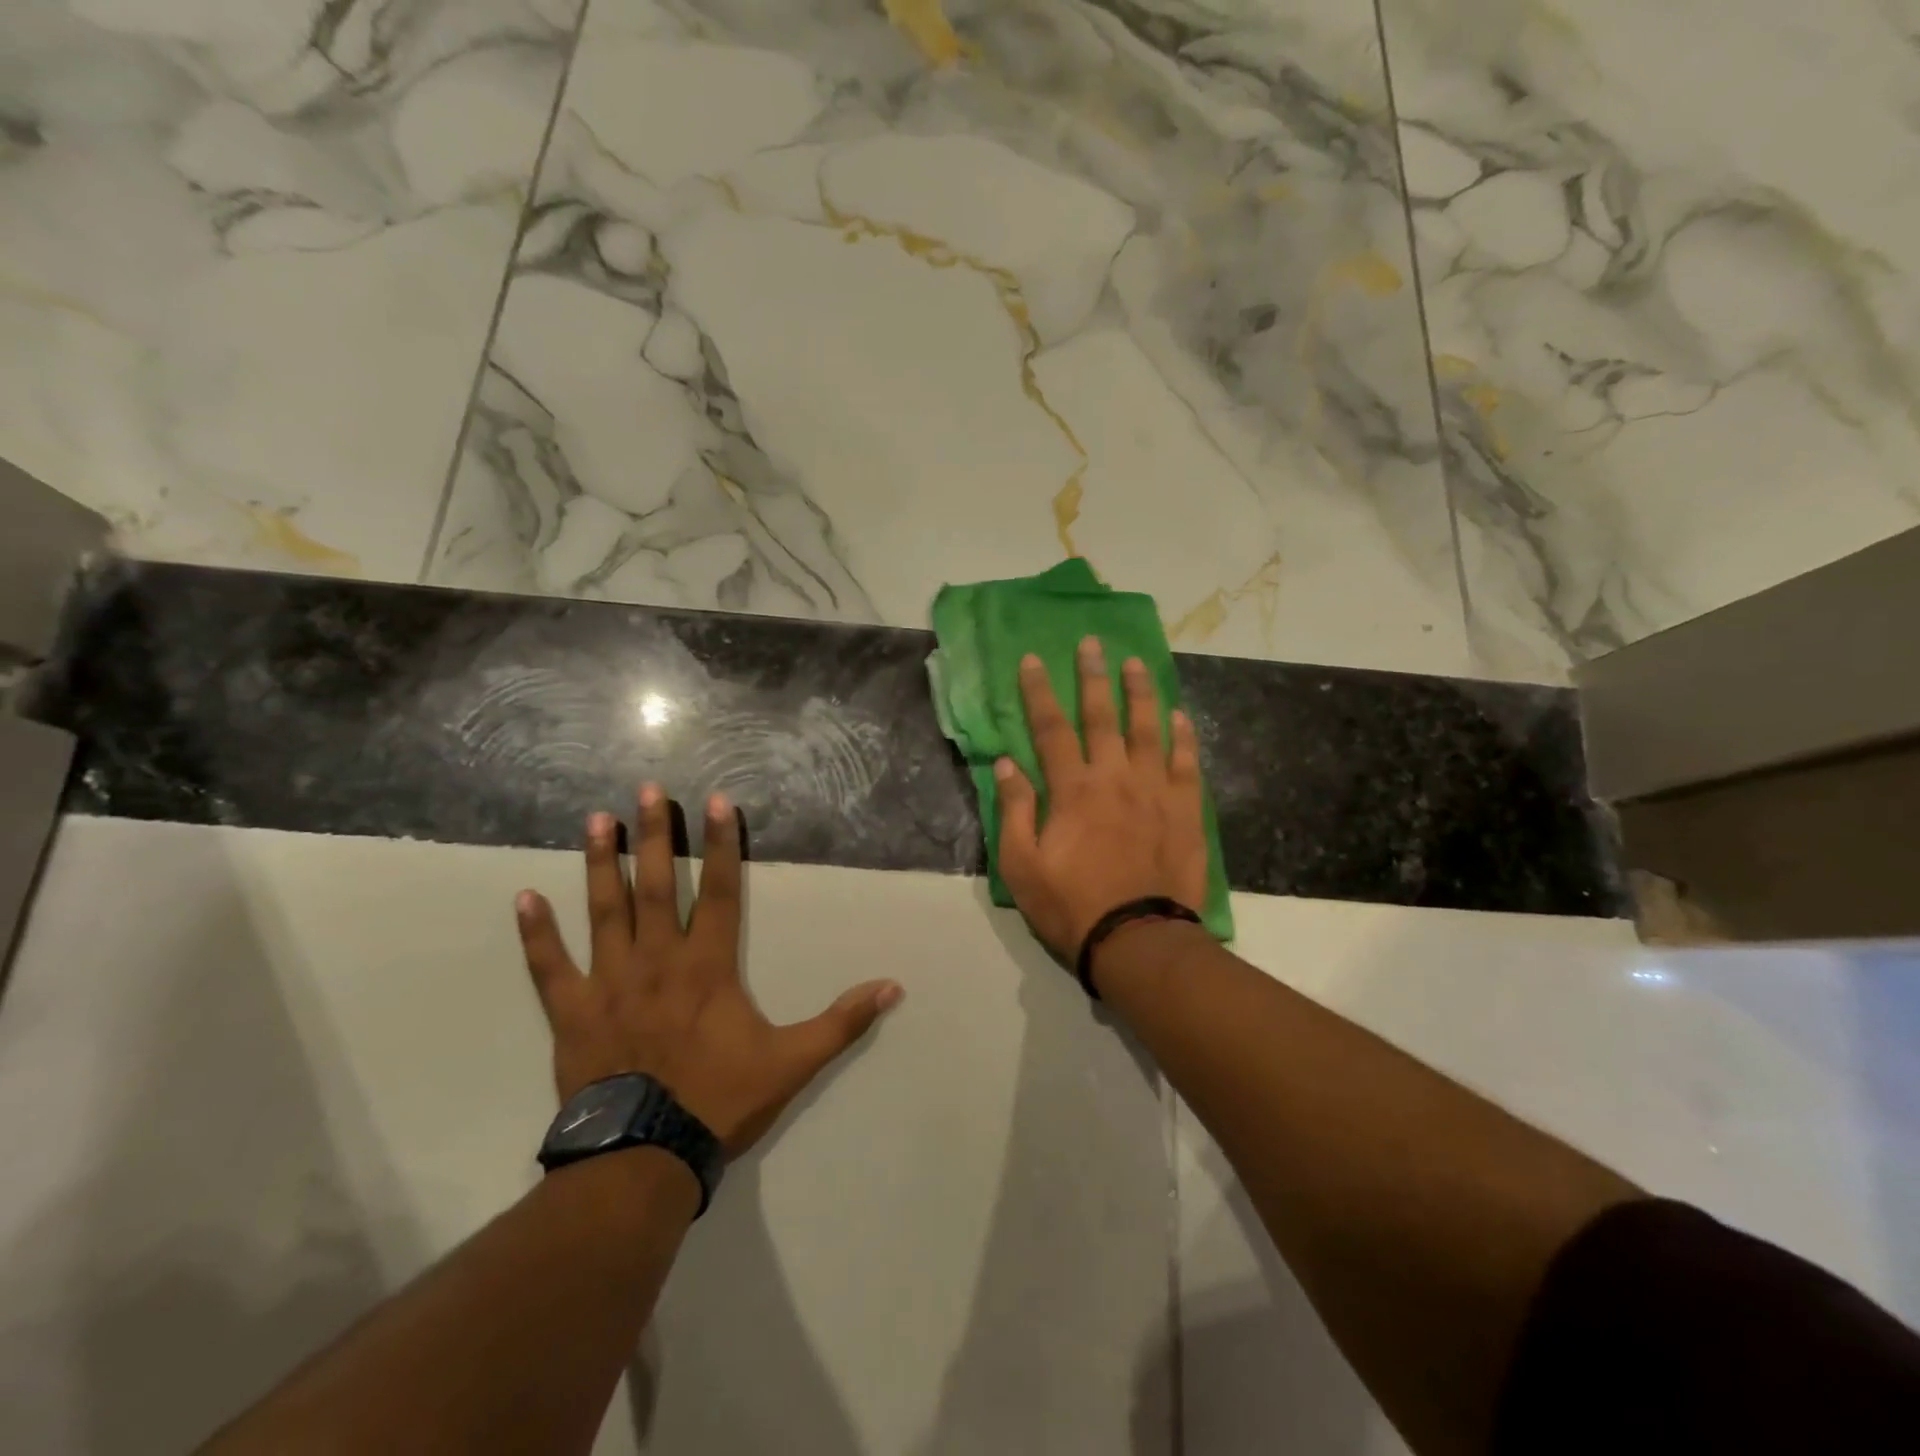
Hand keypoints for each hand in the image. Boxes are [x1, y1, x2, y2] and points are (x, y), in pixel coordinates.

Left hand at [515, 785, 903, 1156]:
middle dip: (656, 836)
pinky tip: (523, 897)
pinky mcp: (573, 1012)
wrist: (644, 1158)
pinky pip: (550, 967)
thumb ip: (842, 1022)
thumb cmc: (719, 1101)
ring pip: (605, 912)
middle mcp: (659, 960)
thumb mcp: (793, 1062)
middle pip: (658, 886)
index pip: (723, 891)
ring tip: (596, 821)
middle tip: (646, 791)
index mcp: (709, 966)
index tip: (717, 801)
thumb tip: (893, 987)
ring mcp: (611, 983)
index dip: (723, 844)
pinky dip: (536, 934)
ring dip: (601, 864)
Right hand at [995, 638, 1208, 962]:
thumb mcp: (1022, 866)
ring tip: (1135, 663)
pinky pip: (1186, 763)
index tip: (1032, 660)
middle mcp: (1115, 777)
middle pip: (1102, 716)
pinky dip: (1183, 737)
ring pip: (1148, 729)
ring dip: (1140, 693)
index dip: (1039, 691)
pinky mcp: (1186, 810)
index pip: (1050, 728)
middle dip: (1093, 676)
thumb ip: (1015, 810)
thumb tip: (1007, 764)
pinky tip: (1180, 716)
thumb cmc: (1071, 905)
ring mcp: (1155, 790)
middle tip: (1092, 643)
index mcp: (1073, 789)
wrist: (1137, 939)